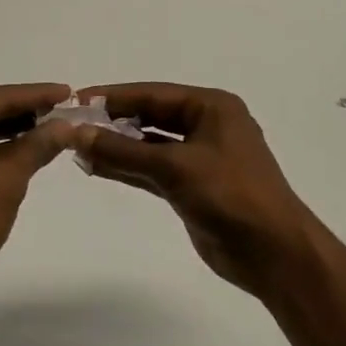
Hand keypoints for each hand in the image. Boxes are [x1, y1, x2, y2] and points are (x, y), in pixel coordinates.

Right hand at [69, 84, 318, 301]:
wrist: (273, 252)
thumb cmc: (231, 196)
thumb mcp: (175, 168)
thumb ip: (123, 151)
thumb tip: (77, 134)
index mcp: (212, 108)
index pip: (154, 94)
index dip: (114, 96)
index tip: (76, 100)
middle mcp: (206, 126)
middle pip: (151, 116)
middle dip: (113, 121)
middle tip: (72, 125)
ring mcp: (200, 158)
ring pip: (149, 145)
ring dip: (117, 147)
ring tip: (76, 148)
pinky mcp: (192, 187)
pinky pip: (152, 169)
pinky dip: (127, 168)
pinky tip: (96, 168)